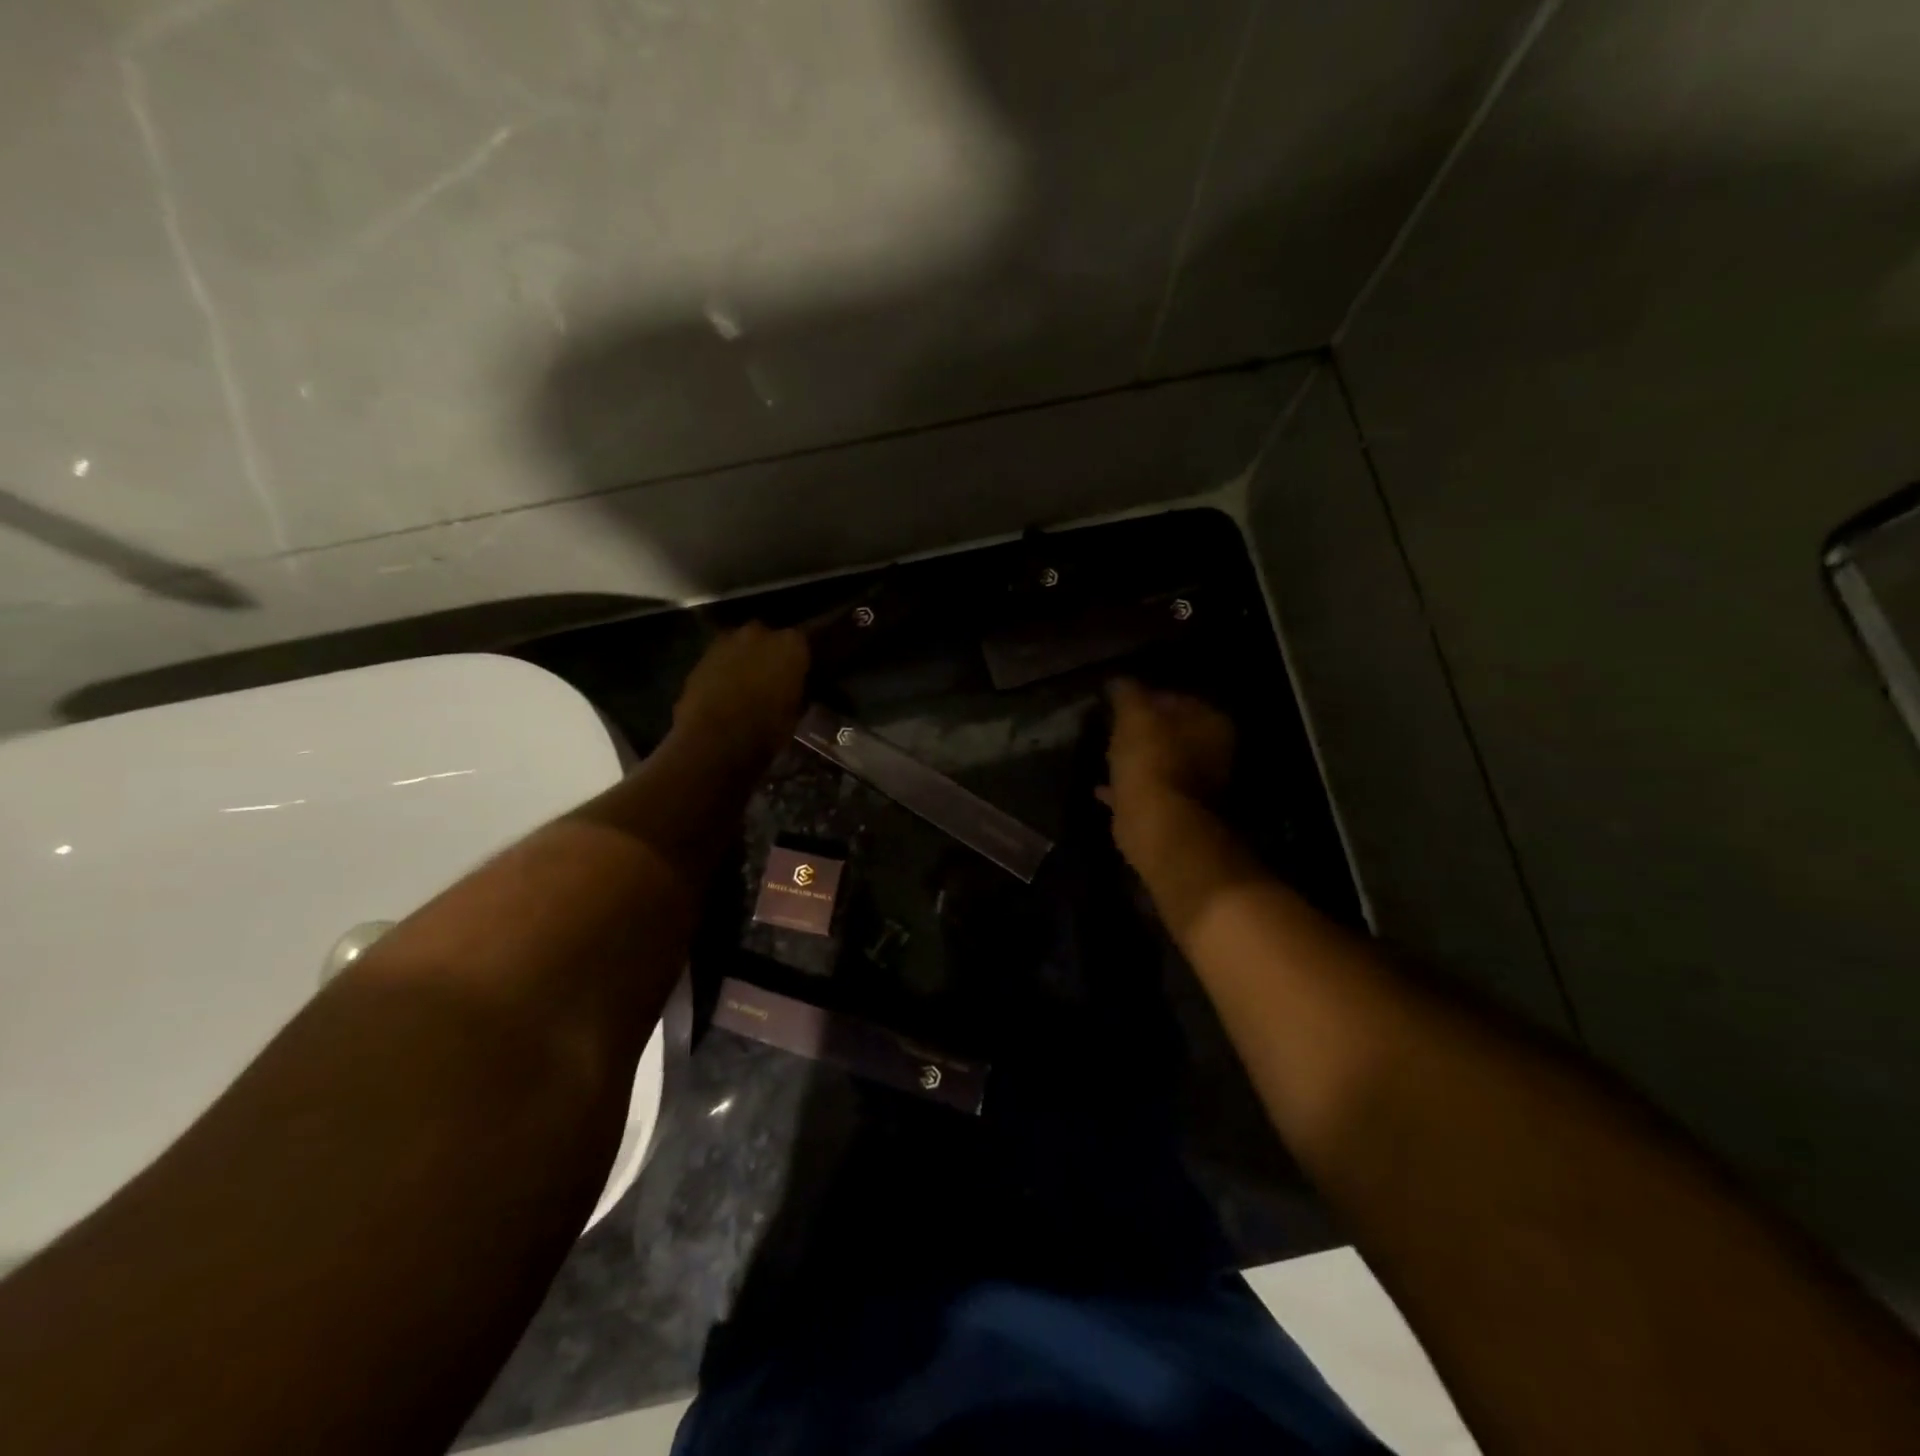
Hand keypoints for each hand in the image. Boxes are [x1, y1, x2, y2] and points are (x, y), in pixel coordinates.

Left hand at [672, 623, 809, 766]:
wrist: (715, 738)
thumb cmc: (767, 728)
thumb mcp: (795, 712)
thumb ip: (797, 690)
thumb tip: (794, 688)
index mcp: (791, 644)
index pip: (804, 642)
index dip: (800, 658)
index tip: (801, 672)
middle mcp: (760, 634)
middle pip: (769, 637)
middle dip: (770, 652)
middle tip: (773, 676)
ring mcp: (727, 642)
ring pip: (741, 646)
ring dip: (745, 658)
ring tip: (747, 683)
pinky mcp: (701, 656)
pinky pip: (720, 659)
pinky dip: (723, 670)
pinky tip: (725, 691)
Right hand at [1102, 680, 1235, 873]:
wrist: (1158, 824)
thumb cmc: (1151, 760)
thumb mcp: (1133, 715)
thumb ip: (1127, 694)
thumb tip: (1119, 681)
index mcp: (1211, 723)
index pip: (1177, 698)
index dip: (1147, 697)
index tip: (1120, 702)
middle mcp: (1213, 754)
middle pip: (1172, 733)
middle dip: (1144, 731)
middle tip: (1113, 727)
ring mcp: (1196, 786)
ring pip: (1161, 763)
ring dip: (1137, 759)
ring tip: (1107, 753)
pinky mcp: (1175, 812)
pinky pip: (1147, 791)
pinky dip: (1127, 788)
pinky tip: (1102, 787)